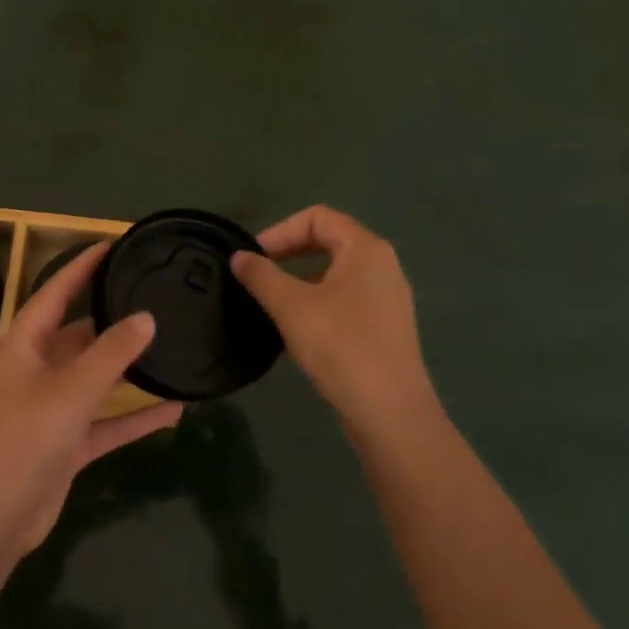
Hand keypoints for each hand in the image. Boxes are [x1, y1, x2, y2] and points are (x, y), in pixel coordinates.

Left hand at [0, 242, 183, 556]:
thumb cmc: (22, 441)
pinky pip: (108, 420)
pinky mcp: (68, 442)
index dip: (82, 267)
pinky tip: (175, 408)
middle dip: (114, 319)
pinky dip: (135, 415)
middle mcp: (37, 370)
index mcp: (24, 346)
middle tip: (156, 298)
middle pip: (80, 334)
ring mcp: (53, 408)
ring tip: (172, 347)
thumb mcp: (69, 392)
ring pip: (98, 378)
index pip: (55, 292)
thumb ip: (110, 354)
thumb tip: (146, 318)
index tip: (113, 245)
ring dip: (130, 369)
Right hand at [231, 206, 442, 440]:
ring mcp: (388, 298)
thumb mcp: (290, 307)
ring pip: (336, 273)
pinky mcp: (386, 327)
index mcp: (366, 249)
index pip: (318, 217)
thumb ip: (261, 276)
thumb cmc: (340, 346)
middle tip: (258, 276)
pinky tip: (297, 331)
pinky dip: (318, 303)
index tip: (254, 258)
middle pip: (329, 241)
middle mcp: (383, 265)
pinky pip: (346, 300)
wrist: (389, 411)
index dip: (280, 230)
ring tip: (272, 304)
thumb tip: (238, 257)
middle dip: (289, 253)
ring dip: (300, 280)